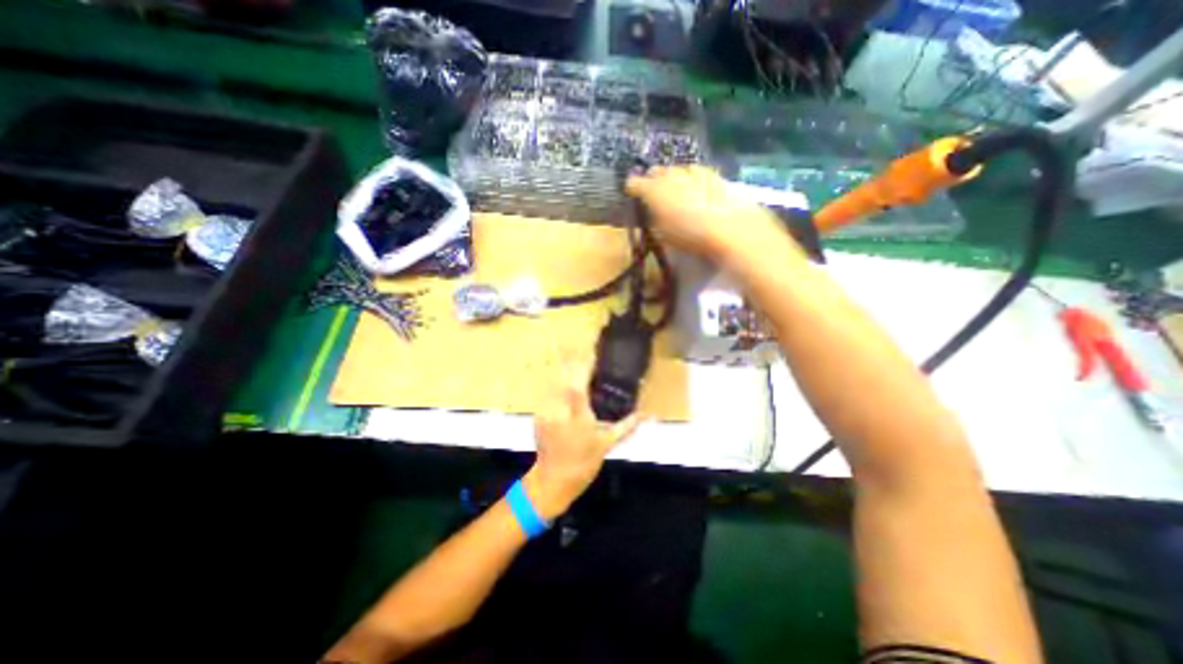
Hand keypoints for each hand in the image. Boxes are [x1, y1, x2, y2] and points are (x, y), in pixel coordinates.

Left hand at [524, 351, 641, 519]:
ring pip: (552, 381)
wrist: (552, 480)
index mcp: (578, 414)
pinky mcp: (539, 414)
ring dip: (560, 366)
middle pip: (562, 376)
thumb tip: (647, 414)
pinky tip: (560, 376)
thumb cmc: (583, 463)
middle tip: (569, 338)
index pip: (579, 382)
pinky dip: (556, 381)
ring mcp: (546, 410)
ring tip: (565, 350)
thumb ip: (627, 426)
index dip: (583, 363)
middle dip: (566, 356)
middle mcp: (559, 408)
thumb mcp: (607, 444)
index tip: (589, 348)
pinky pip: (548, 391)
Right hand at [623, 163, 787, 263]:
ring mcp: (693, 171)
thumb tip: (652, 211)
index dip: (631, 189)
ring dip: (673, 178)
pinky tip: (696, 190)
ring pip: (677, 170)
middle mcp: (671, 174)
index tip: (631, 194)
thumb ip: (653, 218)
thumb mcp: (663, 234)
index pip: (634, 183)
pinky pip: (695, 173)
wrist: (730, 227)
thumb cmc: (690, 236)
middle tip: (653, 192)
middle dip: (652, 180)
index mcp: (653, 190)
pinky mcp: (713, 174)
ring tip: (676, 191)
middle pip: (656, 172)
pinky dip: (691, 180)